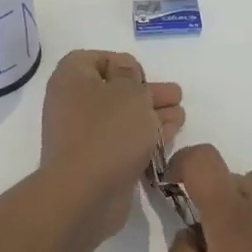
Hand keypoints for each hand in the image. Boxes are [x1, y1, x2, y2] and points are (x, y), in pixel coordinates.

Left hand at [38, 50, 183, 244]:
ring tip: (181, 116)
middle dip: (147, 92)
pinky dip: (145, 138)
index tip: (142, 75)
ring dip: (152, 115)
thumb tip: (125, 74)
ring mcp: (83, 136)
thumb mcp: (129, 91)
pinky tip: (170, 137)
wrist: (85, 193)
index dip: (121, 63)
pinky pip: (123, 142)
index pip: (93, 59)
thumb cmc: (108, 131)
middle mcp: (72, 105)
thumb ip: (132, 76)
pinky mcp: (96, 163)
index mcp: (71, 79)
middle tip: (176, 95)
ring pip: (122, 118)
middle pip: (114, 90)